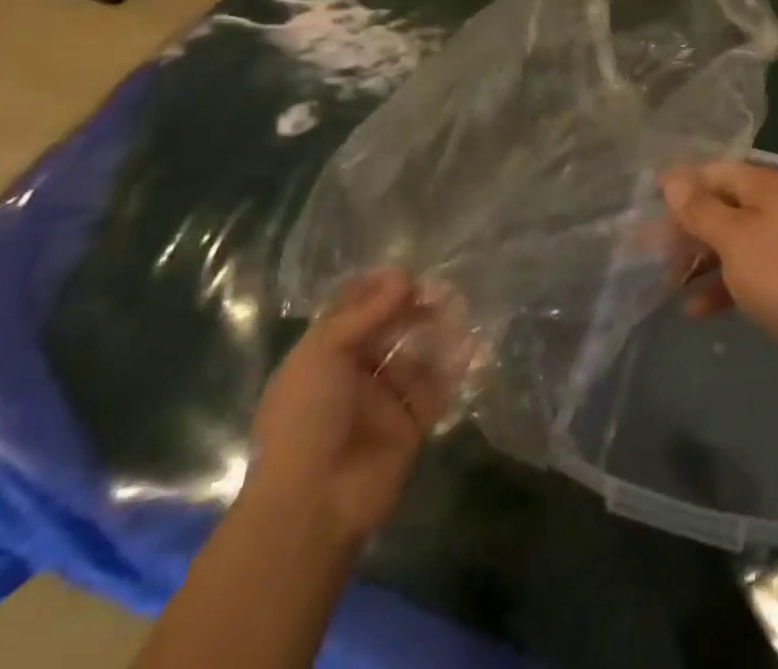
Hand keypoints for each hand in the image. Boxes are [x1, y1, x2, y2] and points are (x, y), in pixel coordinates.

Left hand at [242, 270, 454, 549]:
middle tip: (440, 289)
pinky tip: (471, 344)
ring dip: (438, 329)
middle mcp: (354, 374)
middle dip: (414, 306)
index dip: (378, 289)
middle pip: (390, 329)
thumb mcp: (323, 353)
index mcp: (323, 356)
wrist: (314, 503)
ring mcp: (384, 400)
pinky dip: (455, 365)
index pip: (353, 311)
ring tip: (459, 308)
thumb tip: (404, 276)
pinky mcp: (411, 424)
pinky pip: (437, 387)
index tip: (406, 273)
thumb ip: (366, 312)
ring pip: (417, 353)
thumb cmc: (306, 418)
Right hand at [661, 160, 777, 389]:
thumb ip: (700, 208)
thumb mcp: (733, 237)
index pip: (717, 171)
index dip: (683, 184)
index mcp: (768, 187)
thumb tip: (672, 177)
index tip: (647, 200)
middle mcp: (775, 209)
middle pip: (720, 207)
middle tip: (645, 245)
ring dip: (696, 258)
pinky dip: (717, 286)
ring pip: (727, 242)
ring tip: (662, 278)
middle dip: (684, 226)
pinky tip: (691, 309)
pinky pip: (740, 273)